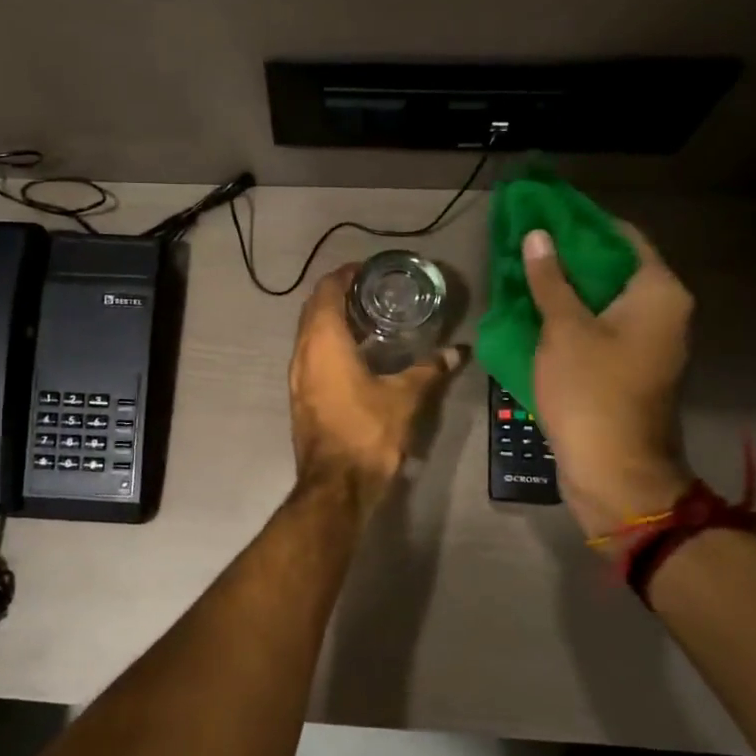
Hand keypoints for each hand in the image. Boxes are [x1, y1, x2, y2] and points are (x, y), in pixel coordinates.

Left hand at [289, 265, 461, 501]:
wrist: (336, 485)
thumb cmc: (368, 432)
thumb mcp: (405, 397)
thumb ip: (430, 370)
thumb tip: (458, 352)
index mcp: (323, 342)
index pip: (326, 291)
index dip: (344, 275)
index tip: (368, 270)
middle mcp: (302, 352)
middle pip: (313, 309)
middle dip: (338, 294)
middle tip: (372, 291)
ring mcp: (297, 376)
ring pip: (308, 333)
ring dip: (331, 320)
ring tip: (368, 318)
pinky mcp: (300, 395)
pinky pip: (309, 354)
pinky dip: (327, 343)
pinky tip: (356, 354)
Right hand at [523, 225, 692, 536]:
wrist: (613, 468)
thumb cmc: (591, 391)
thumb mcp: (564, 329)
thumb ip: (551, 279)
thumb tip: (537, 236)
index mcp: (659, 292)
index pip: (623, 236)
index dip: (582, 222)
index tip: (544, 212)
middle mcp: (663, 311)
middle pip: (614, 267)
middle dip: (569, 255)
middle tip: (526, 241)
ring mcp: (648, 342)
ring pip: (604, 299)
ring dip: (567, 286)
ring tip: (524, 271)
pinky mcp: (629, 367)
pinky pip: (600, 326)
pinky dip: (572, 315)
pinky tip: (536, 310)